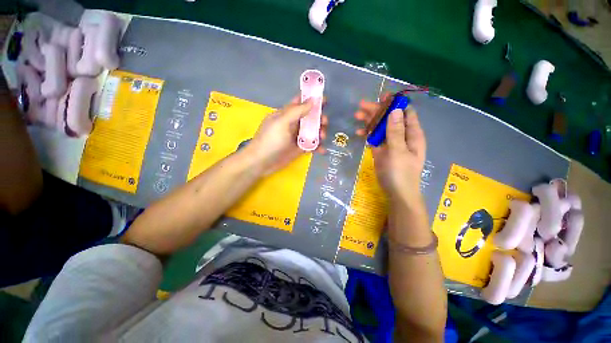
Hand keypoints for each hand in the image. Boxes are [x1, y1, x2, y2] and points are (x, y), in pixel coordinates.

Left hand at [248, 97, 326, 174]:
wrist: (262, 162)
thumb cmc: (270, 140)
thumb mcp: (282, 122)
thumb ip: (298, 111)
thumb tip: (313, 99)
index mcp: (287, 114)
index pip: (300, 103)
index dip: (312, 99)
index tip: (325, 100)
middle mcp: (293, 124)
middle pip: (309, 117)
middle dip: (319, 118)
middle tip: (324, 122)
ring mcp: (296, 137)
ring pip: (312, 131)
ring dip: (320, 132)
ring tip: (322, 137)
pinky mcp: (299, 149)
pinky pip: (311, 145)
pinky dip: (318, 147)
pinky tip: (322, 150)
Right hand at [355, 96, 425, 205]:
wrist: (396, 192)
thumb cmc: (400, 172)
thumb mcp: (398, 151)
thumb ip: (396, 131)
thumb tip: (395, 109)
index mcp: (412, 134)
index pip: (406, 113)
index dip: (395, 103)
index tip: (382, 97)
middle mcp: (402, 136)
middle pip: (390, 119)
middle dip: (377, 112)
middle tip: (361, 107)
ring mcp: (391, 144)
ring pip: (381, 128)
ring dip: (370, 122)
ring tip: (357, 116)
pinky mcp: (382, 151)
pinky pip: (375, 139)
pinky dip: (368, 135)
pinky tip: (359, 133)